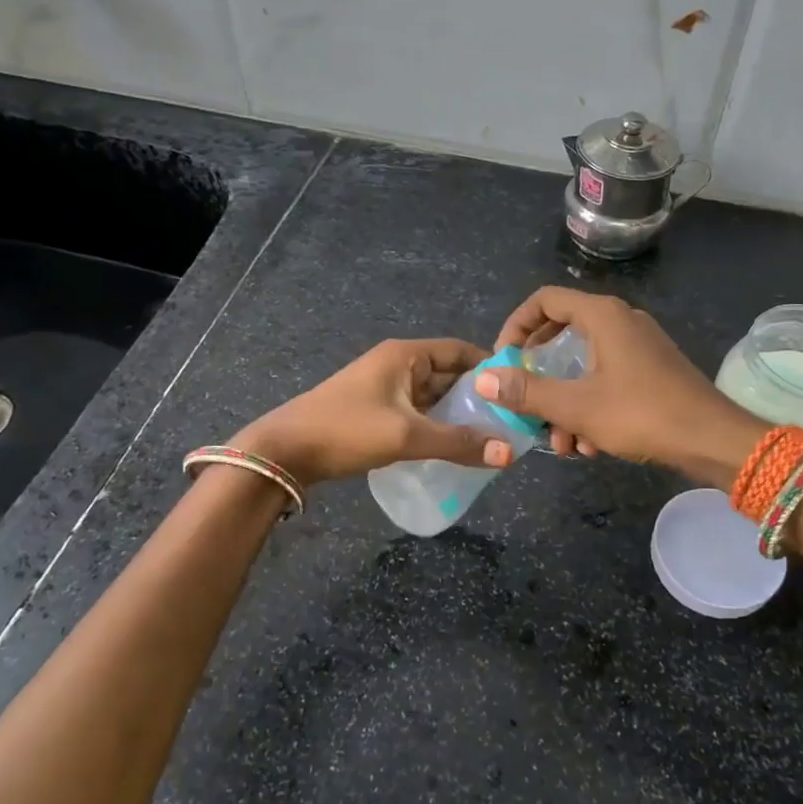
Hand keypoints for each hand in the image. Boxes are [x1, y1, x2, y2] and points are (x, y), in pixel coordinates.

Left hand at [231, 338, 513, 487]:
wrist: (284, 450)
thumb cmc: (347, 430)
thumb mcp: (406, 435)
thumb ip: (458, 443)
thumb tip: (509, 453)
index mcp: (405, 354)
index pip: (460, 350)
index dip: (489, 366)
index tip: (518, 390)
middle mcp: (397, 363)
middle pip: (448, 373)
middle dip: (476, 396)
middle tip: (509, 421)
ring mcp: (384, 387)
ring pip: (432, 396)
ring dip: (456, 414)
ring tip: (488, 437)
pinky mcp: (374, 410)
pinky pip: (416, 412)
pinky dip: (435, 425)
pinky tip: (452, 447)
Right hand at [478, 287, 763, 488]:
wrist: (715, 441)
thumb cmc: (642, 414)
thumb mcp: (576, 406)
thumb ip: (527, 391)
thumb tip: (484, 378)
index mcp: (602, 316)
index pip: (544, 300)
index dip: (515, 326)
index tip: (502, 361)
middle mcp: (621, 321)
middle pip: (562, 334)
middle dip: (539, 375)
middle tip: (524, 401)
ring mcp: (639, 346)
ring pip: (584, 364)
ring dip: (565, 402)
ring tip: (562, 444)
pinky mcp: (652, 370)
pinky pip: (607, 378)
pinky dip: (591, 406)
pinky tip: (591, 446)